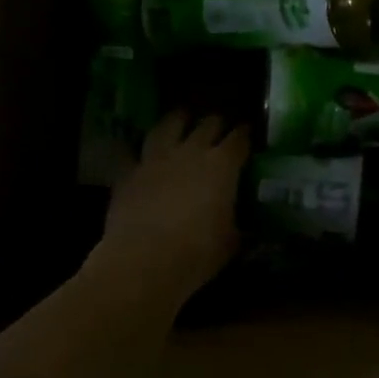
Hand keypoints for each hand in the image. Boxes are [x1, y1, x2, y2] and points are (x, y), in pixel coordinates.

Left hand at [99, 111, 249, 299]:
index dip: (246, 134)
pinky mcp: (129, 172)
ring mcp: (156, 159)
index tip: (249, 133)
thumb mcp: (230, 242)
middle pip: (207, 125)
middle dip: (216, 123)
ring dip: (177, 120)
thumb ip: (236, 226)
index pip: (239, 139)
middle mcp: (191, 152)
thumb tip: (240, 227)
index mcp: (222, 166)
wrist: (144, 260)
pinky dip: (139, 150)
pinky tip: (140, 151)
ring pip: (168, 125)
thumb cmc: (197, 252)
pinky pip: (132, 152)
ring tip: (181, 117)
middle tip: (220, 126)